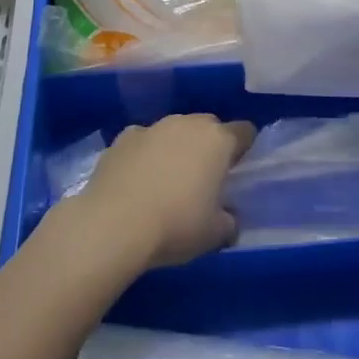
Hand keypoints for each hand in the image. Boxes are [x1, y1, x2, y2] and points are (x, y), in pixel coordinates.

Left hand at [73, 113, 255, 269]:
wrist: (113, 224)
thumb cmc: (175, 225)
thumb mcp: (215, 234)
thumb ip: (228, 220)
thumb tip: (228, 217)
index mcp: (218, 141)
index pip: (244, 131)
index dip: (245, 148)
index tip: (238, 169)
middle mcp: (187, 124)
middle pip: (208, 126)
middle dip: (210, 145)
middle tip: (204, 177)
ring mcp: (153, 127)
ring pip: (174, 130)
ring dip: (177, 147)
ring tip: (167, 179)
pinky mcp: (123, 137)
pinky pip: (144, 140)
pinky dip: (145, 153)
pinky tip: (137, 179)